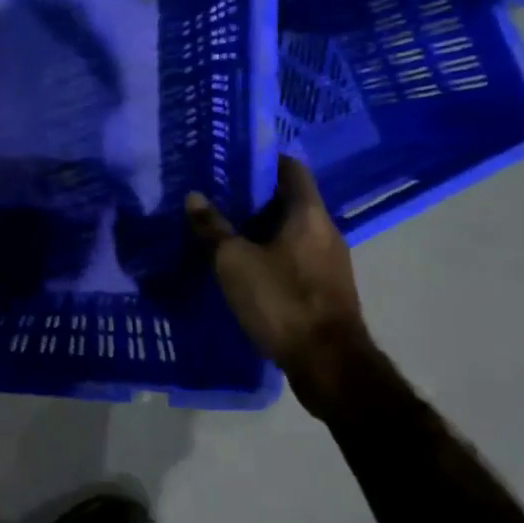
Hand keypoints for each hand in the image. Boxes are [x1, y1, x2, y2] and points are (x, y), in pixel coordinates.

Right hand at [186, 158, 373, 412]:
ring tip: (223, 228)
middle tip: (217, 194)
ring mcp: (329, 262)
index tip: (233, 159)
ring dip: (261, 227)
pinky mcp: (325, 288)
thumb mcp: (234, 261)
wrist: (327, 362)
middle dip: (255, 196)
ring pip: (291, 231)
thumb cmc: (281, 300)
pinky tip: (243, 264)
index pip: (292, 170)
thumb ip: (213, 228)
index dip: (265, 160)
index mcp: (309, 215)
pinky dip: (270, 252)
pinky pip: (294, 256)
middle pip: (290, 201)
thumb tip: (194, 196)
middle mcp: (326, 231)